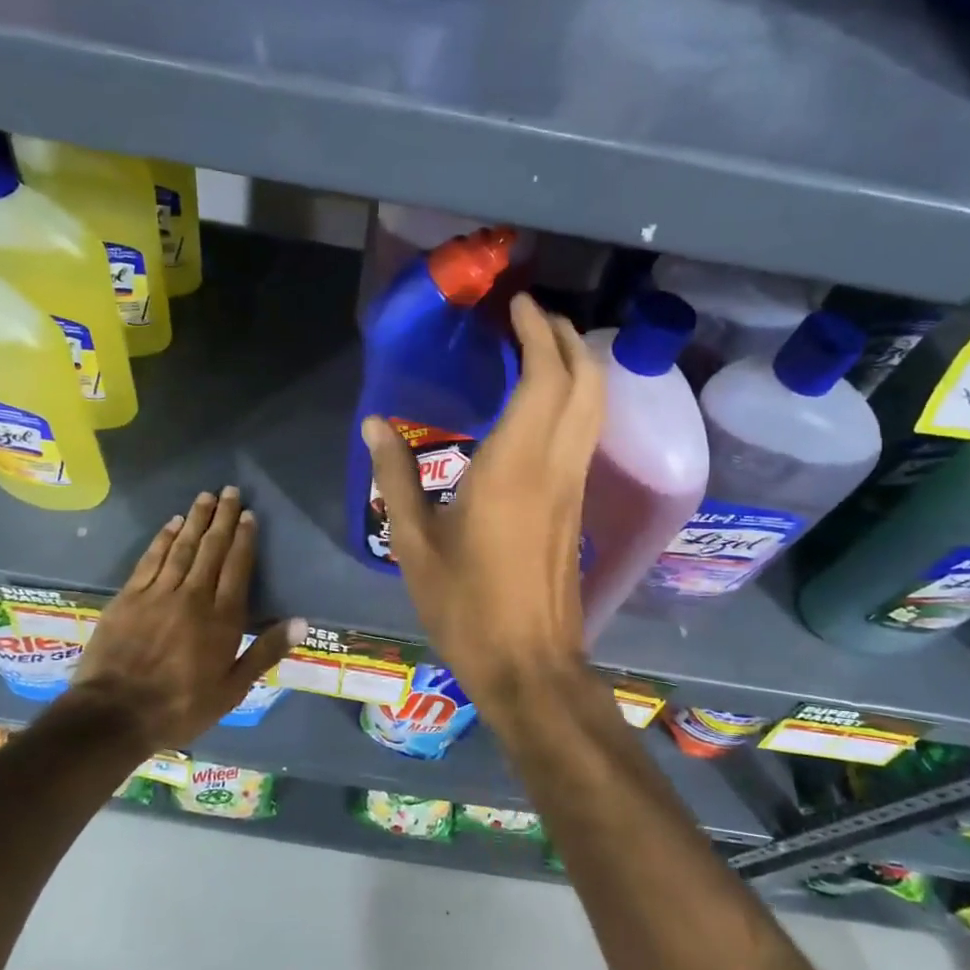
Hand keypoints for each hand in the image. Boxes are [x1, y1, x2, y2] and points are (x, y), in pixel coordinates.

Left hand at [54, 487, 302, 751]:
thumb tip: (301, 622)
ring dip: (195, 520)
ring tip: (205, 497)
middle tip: (230, 491)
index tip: (249, 515)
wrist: (114, 715)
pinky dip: (163, 539)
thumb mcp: (232, 689)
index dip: (244, 539)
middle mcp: (193, 597)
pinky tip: (172, 524)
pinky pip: (151, 559)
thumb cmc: (180, 707)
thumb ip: (265, 652)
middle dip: (223, 518)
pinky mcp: (129, 597)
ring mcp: (158, 593)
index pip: (237, 567)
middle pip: (211, 549)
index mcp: (221, 618)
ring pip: (182, 548)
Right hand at [362, 293, 606, 726]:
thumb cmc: (466, 606)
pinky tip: (545, 404)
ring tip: (542, 347)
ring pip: (594, 407)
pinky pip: (587, 433)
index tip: (519, 305)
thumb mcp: (415, 544)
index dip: (538, 333)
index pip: (545, 379)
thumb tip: (375, 425)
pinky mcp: (578, 506)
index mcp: (513, 467)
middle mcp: (555, 466)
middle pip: (584, 382)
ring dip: (577, 365)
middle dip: (566, 338)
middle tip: (534, 317)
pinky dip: (575, 399)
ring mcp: (574, 486)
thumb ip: (395, 478)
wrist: (530, 664)